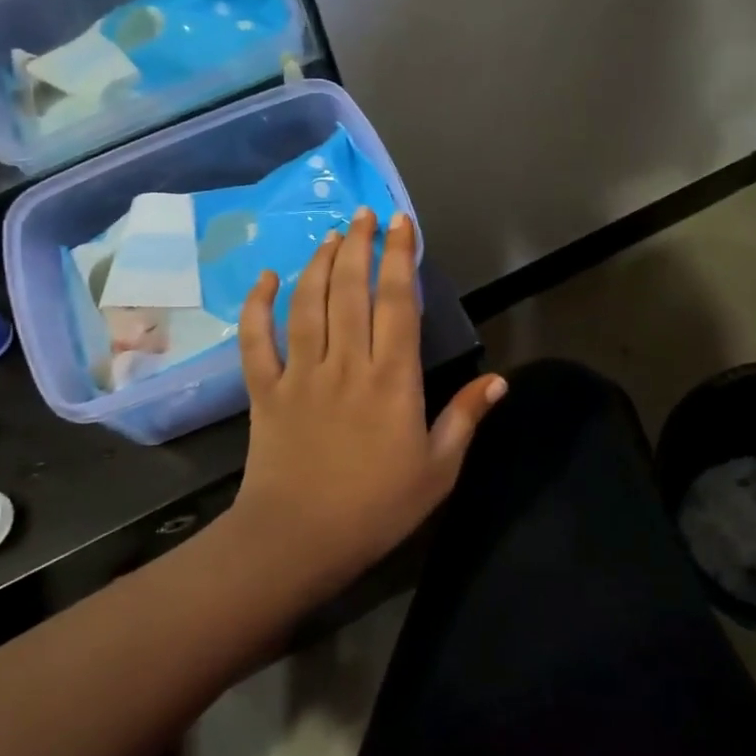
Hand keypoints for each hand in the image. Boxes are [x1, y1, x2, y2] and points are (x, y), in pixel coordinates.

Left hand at [231, 207, 506, 594]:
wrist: (299, 541)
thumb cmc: (377, 508)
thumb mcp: (438, 470)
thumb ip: (465, 419)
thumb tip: (499, 382)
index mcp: (393, 379)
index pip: (398, 303)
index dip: (401, 258)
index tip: (403, 224)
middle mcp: (346, 363)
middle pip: (352, 290)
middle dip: (360, 246)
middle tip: (366, 215)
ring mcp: (300, 373)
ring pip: (308, 304)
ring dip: (320, 264)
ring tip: (332, 236)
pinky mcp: (265, 391)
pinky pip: (256, 339)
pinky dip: (258, 305)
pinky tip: (268, 279)